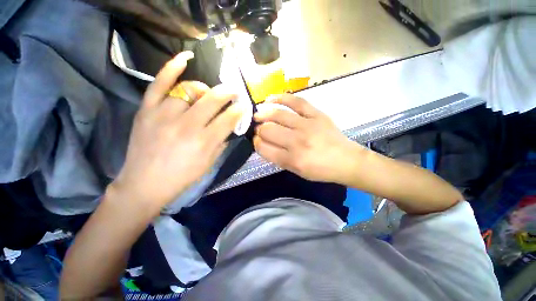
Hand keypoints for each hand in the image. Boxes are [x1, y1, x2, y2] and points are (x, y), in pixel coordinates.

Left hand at [111, 51, 242, 209]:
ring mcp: (164, 114)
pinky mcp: (147, 110)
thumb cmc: (182, 177)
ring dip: (205, 89)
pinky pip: (159, 82)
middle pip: (213, 99)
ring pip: (190, 89)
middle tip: (234, 92)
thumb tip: (229, 126)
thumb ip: (221, 142)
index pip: (229, 118)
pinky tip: (185, 58)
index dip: (239, 110)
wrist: (144, 184)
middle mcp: (186, 125)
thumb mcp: (209, 163)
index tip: (243, 106)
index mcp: (204, 142)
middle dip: (228, 93)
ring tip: (209, 92)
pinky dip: (171, 67)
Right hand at [254, 95, 364, 182]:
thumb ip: (278, 158)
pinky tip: (270, 99)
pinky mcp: (316, 114)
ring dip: (263, 114)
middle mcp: (297, 142)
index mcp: (292, 160)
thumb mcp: (296, 171)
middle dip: (259, 130)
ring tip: (258, 115)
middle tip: (259, 130)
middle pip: (268, 130)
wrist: (346, 160)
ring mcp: (307, 125)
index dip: (256, 143)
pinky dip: (281, 98)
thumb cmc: (320, 170)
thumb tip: (263, 143)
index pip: (264, 148)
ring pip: (277, 115)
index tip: (256, 141)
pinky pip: (296, 102)